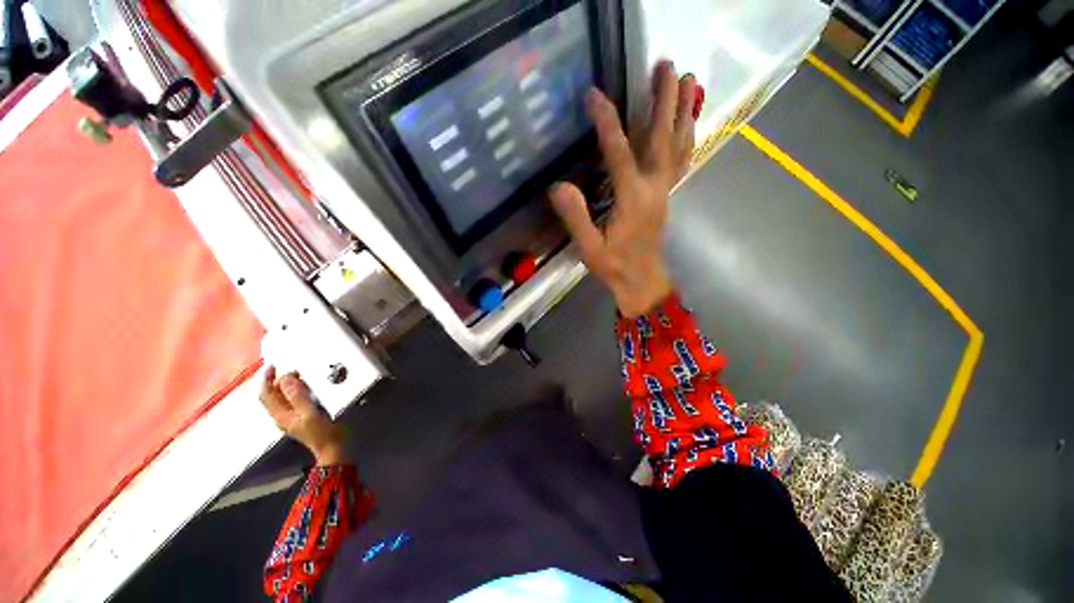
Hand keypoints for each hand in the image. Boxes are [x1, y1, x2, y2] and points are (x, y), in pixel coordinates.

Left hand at [259, 366, 345, 465]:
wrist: (332, 447)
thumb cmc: (322, 431)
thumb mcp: (310, 413)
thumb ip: (297, 396)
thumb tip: (285, 378)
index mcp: (281, 415)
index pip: (266, 394)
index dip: (267, 379)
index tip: (273, 365)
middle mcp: (282, 416)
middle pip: (272, 396)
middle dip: (276, 380)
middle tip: (290, 367)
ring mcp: (291, 418)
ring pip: (281, 398)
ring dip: (285, 385)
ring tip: (297, 374)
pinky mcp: (300, 417)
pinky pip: (291, 400)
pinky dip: (294, 390)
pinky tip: (304, 387)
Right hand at [551, 60, 697, 317]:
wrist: (641, 280)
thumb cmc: (614, 266)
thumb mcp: (589, 247)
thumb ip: (576, 217)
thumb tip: (558, 186)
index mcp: (632, 199)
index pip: (619, 153)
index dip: (606, 123)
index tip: (594, 95)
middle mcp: (654, 188)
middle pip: (661, 137)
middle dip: (664, 99)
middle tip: (668, 65)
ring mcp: (664, 190)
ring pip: (678, 144)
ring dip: (684, 111)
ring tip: (690, 80)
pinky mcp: (666, 195)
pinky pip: (682, 160)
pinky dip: (687, 137)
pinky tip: (689, 123)